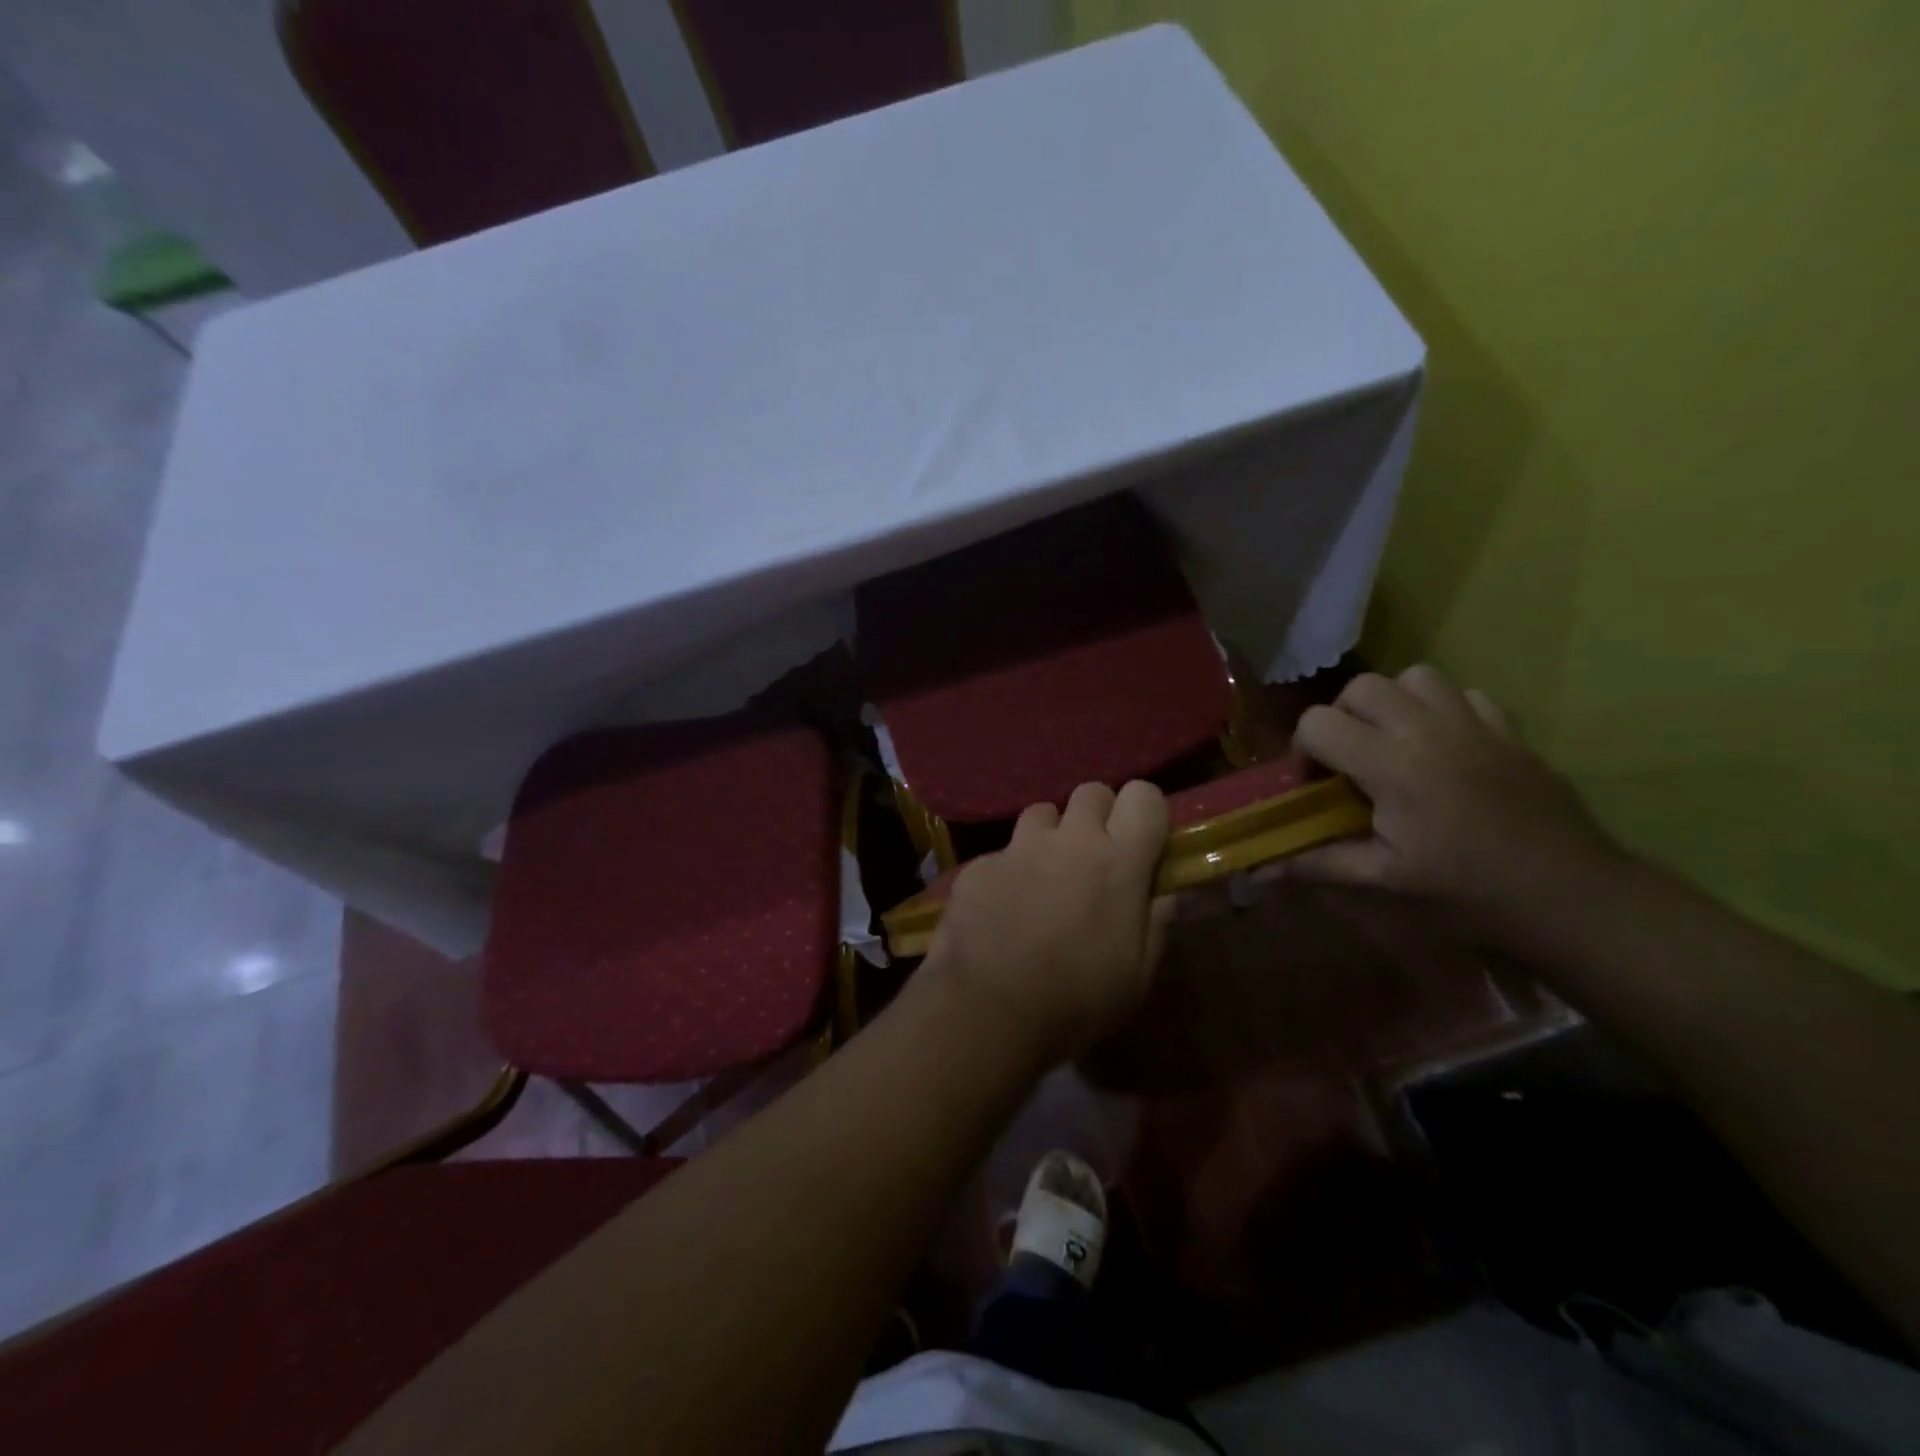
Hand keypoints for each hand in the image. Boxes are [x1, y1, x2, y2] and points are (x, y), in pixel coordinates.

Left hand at [923, 781, 1171, 1062]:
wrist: (988, 1010)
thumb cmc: (1077, 1000)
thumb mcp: (1137, 975)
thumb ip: (1157, 921)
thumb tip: (1170, 890)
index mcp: (1118, 862)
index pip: (1144, 795)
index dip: (1145, 812)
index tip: (1143, 841)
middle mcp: (1070, 840)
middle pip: (1091, 792)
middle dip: (1098, 816)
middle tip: (1095, 857)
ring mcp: (1019, 847)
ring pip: (1043, 813)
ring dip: (1051, 836)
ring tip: (1045, 877)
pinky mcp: (980, 864)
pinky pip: (1003, 852)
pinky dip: (1009, 871)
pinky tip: (1003, 910)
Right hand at [1286, 665, 1623, 944]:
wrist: (1570, 896)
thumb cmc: (1468, 891)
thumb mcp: (1385, 881)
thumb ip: (1319, 863)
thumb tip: (1261, 870)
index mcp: (1391, 765)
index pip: (1318, 722)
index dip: (1304, 749)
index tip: (1315, 783)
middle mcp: (1428, 730)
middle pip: (1362, 687)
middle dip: (1342, 716)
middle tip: (1350, 758)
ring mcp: (1474, 724)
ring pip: (1416, 676)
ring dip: (1393, 702)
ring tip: (1395, 742)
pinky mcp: (1510, 730)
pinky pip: (1466, 694)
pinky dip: (1444, 709)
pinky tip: (1446, 747)